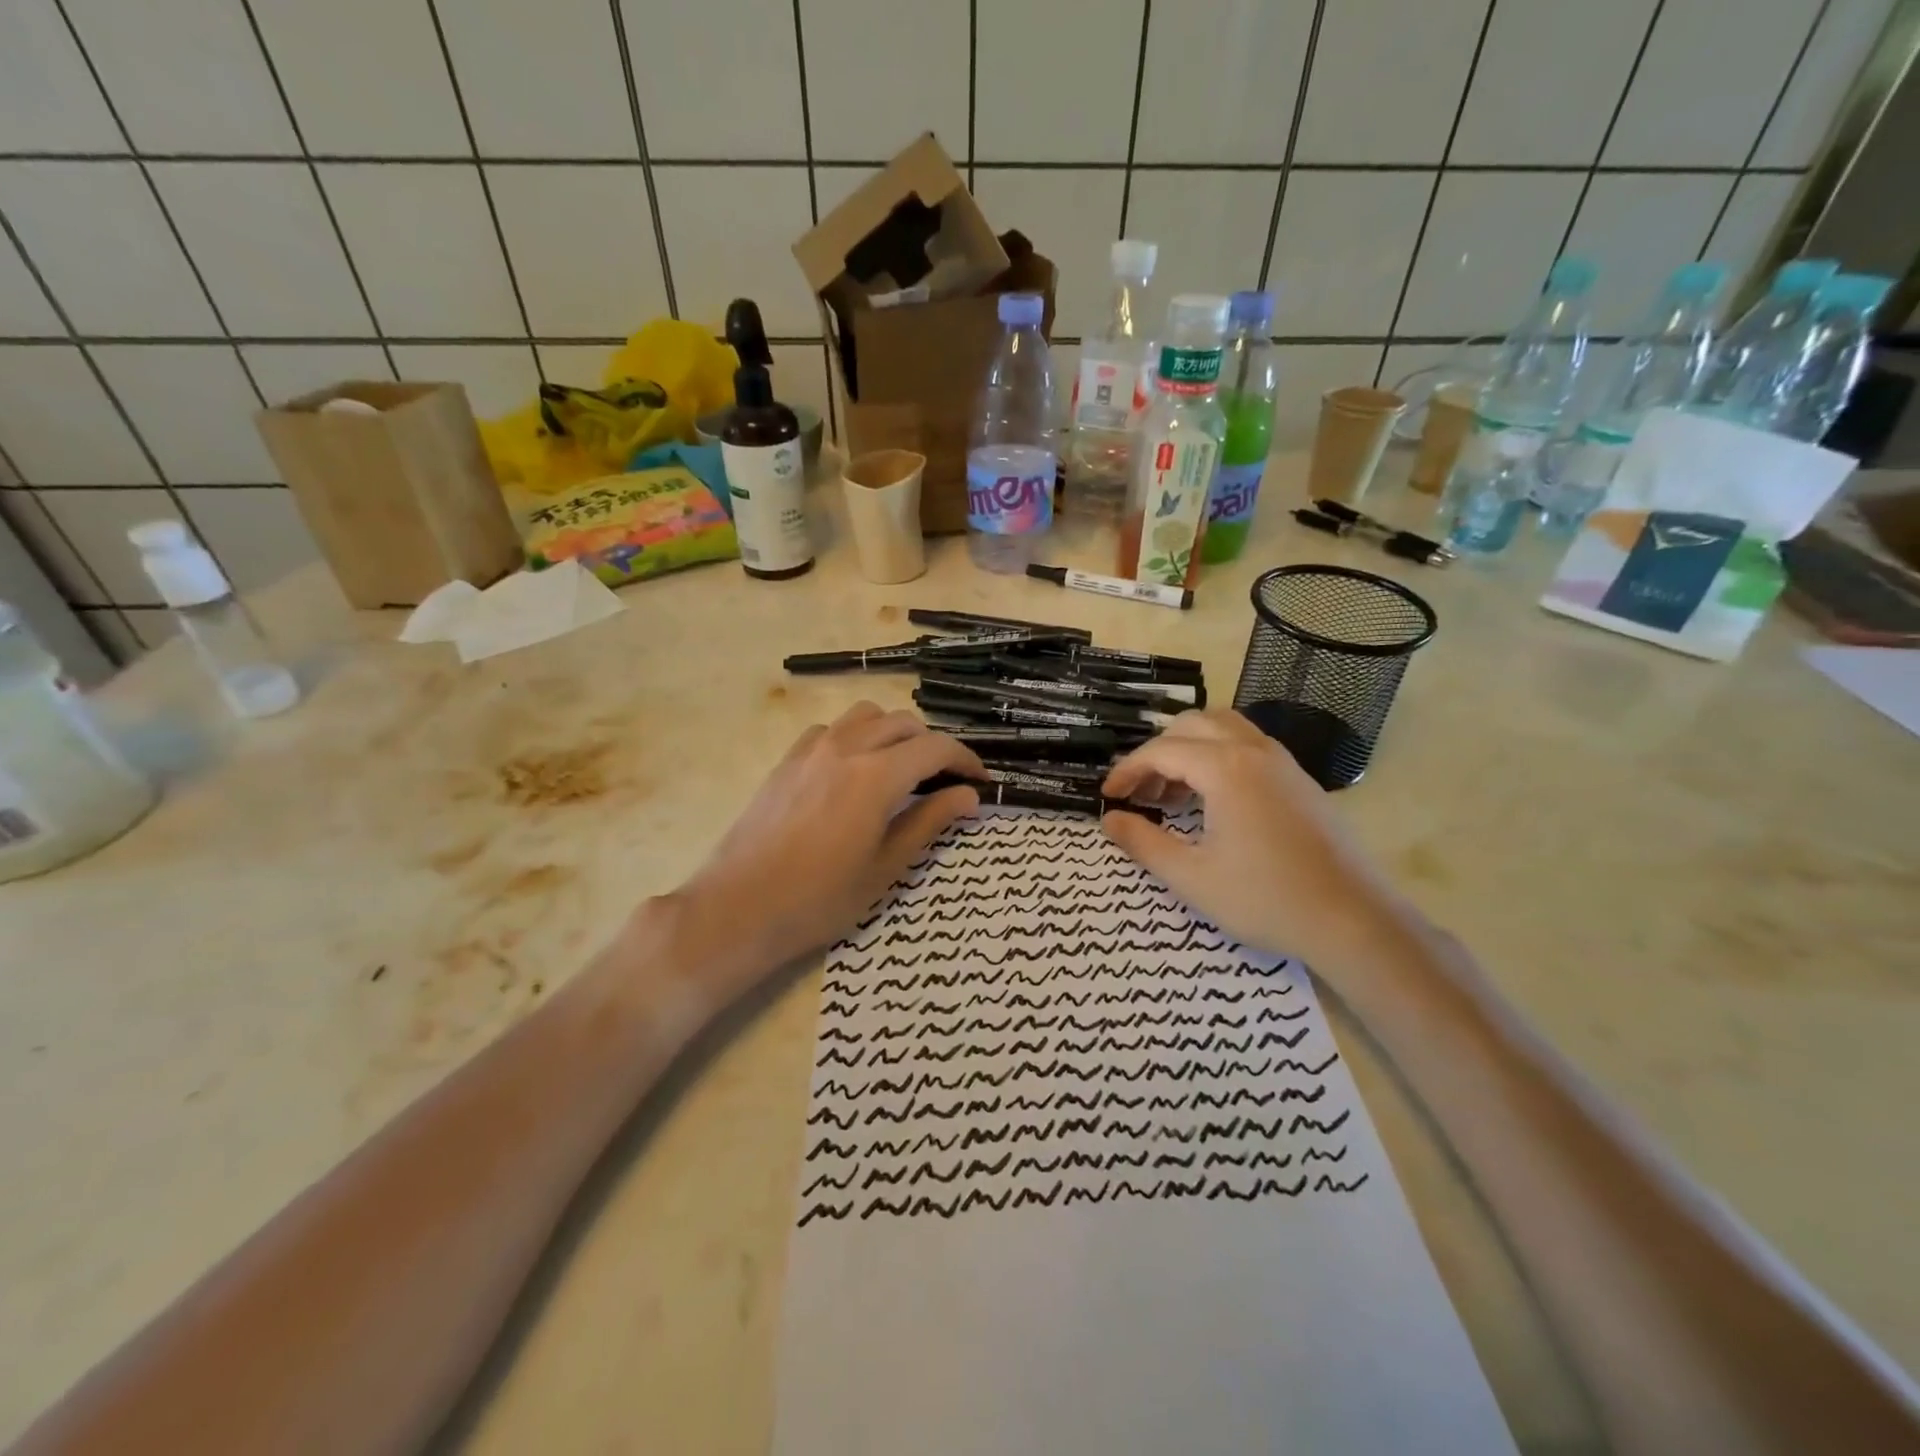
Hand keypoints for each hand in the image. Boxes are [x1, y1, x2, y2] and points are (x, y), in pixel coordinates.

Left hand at [658, 705, 983, 994]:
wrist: (739, 907)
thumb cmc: (820, 899)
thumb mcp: (886, 867)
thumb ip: (929, 822)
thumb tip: (968, 796)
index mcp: (876, 776)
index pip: (936, 748)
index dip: (966, 760)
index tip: (981, 781)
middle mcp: (846, 748)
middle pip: (904, 724)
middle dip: (933, 746)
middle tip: (944, 782)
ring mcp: (812, 750)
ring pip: (866, 716)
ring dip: (893, 733)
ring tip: (900, 769)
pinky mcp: (787, 760)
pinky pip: (831, 729)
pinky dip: (855, 738)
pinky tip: (854, 771)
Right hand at [1100, 710, 1406, 969]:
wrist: (1353, 920)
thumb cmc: (1265, 899)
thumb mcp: (1191, 877)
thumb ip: (1143, 843)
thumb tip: (1109, 820)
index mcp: (1226, 768)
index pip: (1162, 751)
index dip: (1128, 770)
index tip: (1108, 797)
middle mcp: (1255, 751)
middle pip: (1192, 725)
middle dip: (1157, 752)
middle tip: (1140, 792)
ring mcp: (1283, 762)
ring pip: (1224, 728)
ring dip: (1189, 748)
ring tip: (1172, 792)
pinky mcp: (1300, 780)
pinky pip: (1248, 746)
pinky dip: (1218, 757)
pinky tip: (1212, 800)